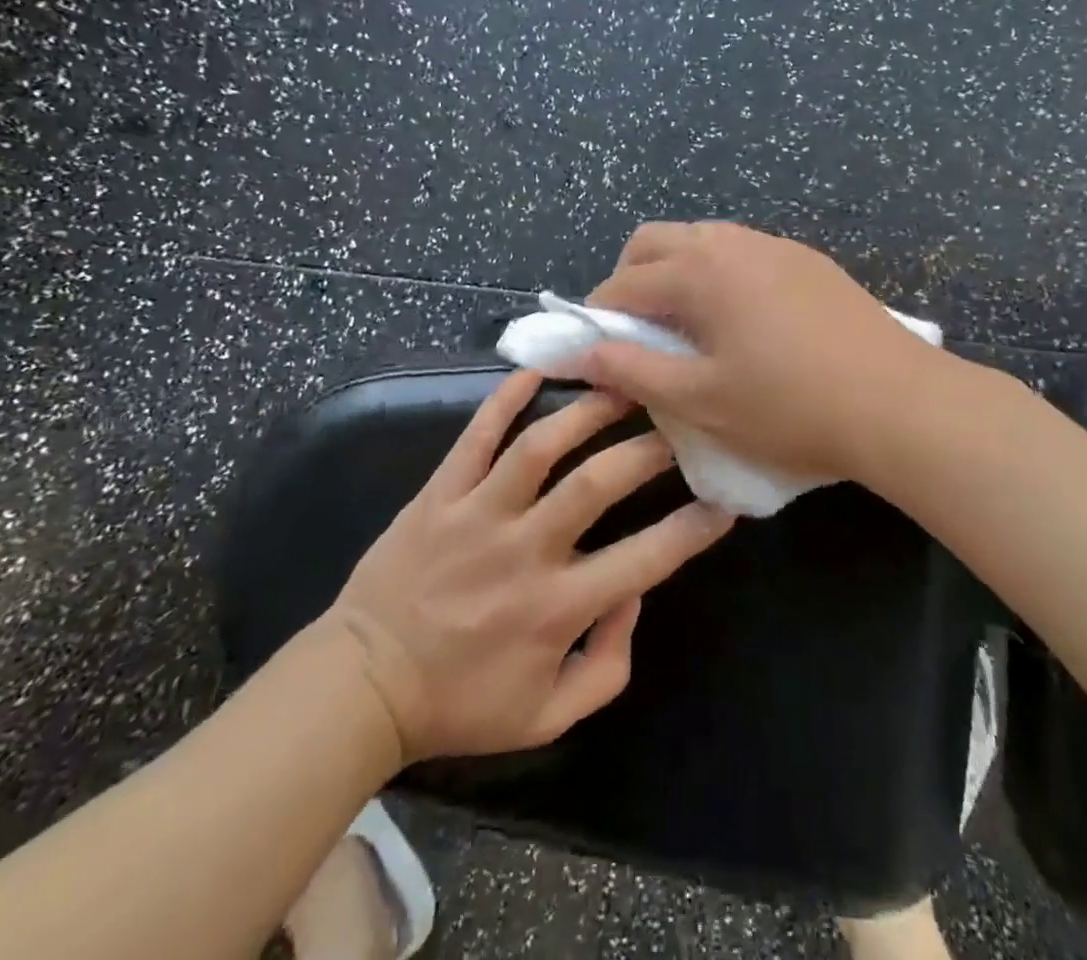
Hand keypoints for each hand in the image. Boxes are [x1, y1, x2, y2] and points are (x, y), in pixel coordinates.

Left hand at [331, 370, 733, 763]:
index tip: (725, 500)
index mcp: (556, 608)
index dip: (694, 528)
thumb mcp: (548, 717)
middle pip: (598, 483)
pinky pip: (476, 435)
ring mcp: (478, 514)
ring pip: (540, 446)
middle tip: (678, 423)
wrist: (361, 685)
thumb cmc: (460, 702)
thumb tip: (633, 596)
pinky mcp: (440, 493)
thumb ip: (608, 666)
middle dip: (649, 448)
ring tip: (623, 383)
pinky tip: (539, 370)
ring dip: (588, 409)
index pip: (645, 560)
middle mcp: (524, 550)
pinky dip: (506, 398)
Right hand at [579, 222, 956, 487]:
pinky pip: (743, 251)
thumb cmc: (790, 407)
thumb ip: (634, 372)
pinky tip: (740, 318)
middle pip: (656, 240)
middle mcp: (732, 243)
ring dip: (677, 271)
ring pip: (703, 239)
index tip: (594, 350)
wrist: (898, 402)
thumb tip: (583, 353)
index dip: (598, 316)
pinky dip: (719, 273)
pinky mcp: (809, 261)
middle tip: (635, 330)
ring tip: (686, 324)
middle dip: (630, 277)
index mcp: (699, 272)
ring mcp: (776, 246)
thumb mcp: (701, 400)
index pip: (624, 283)